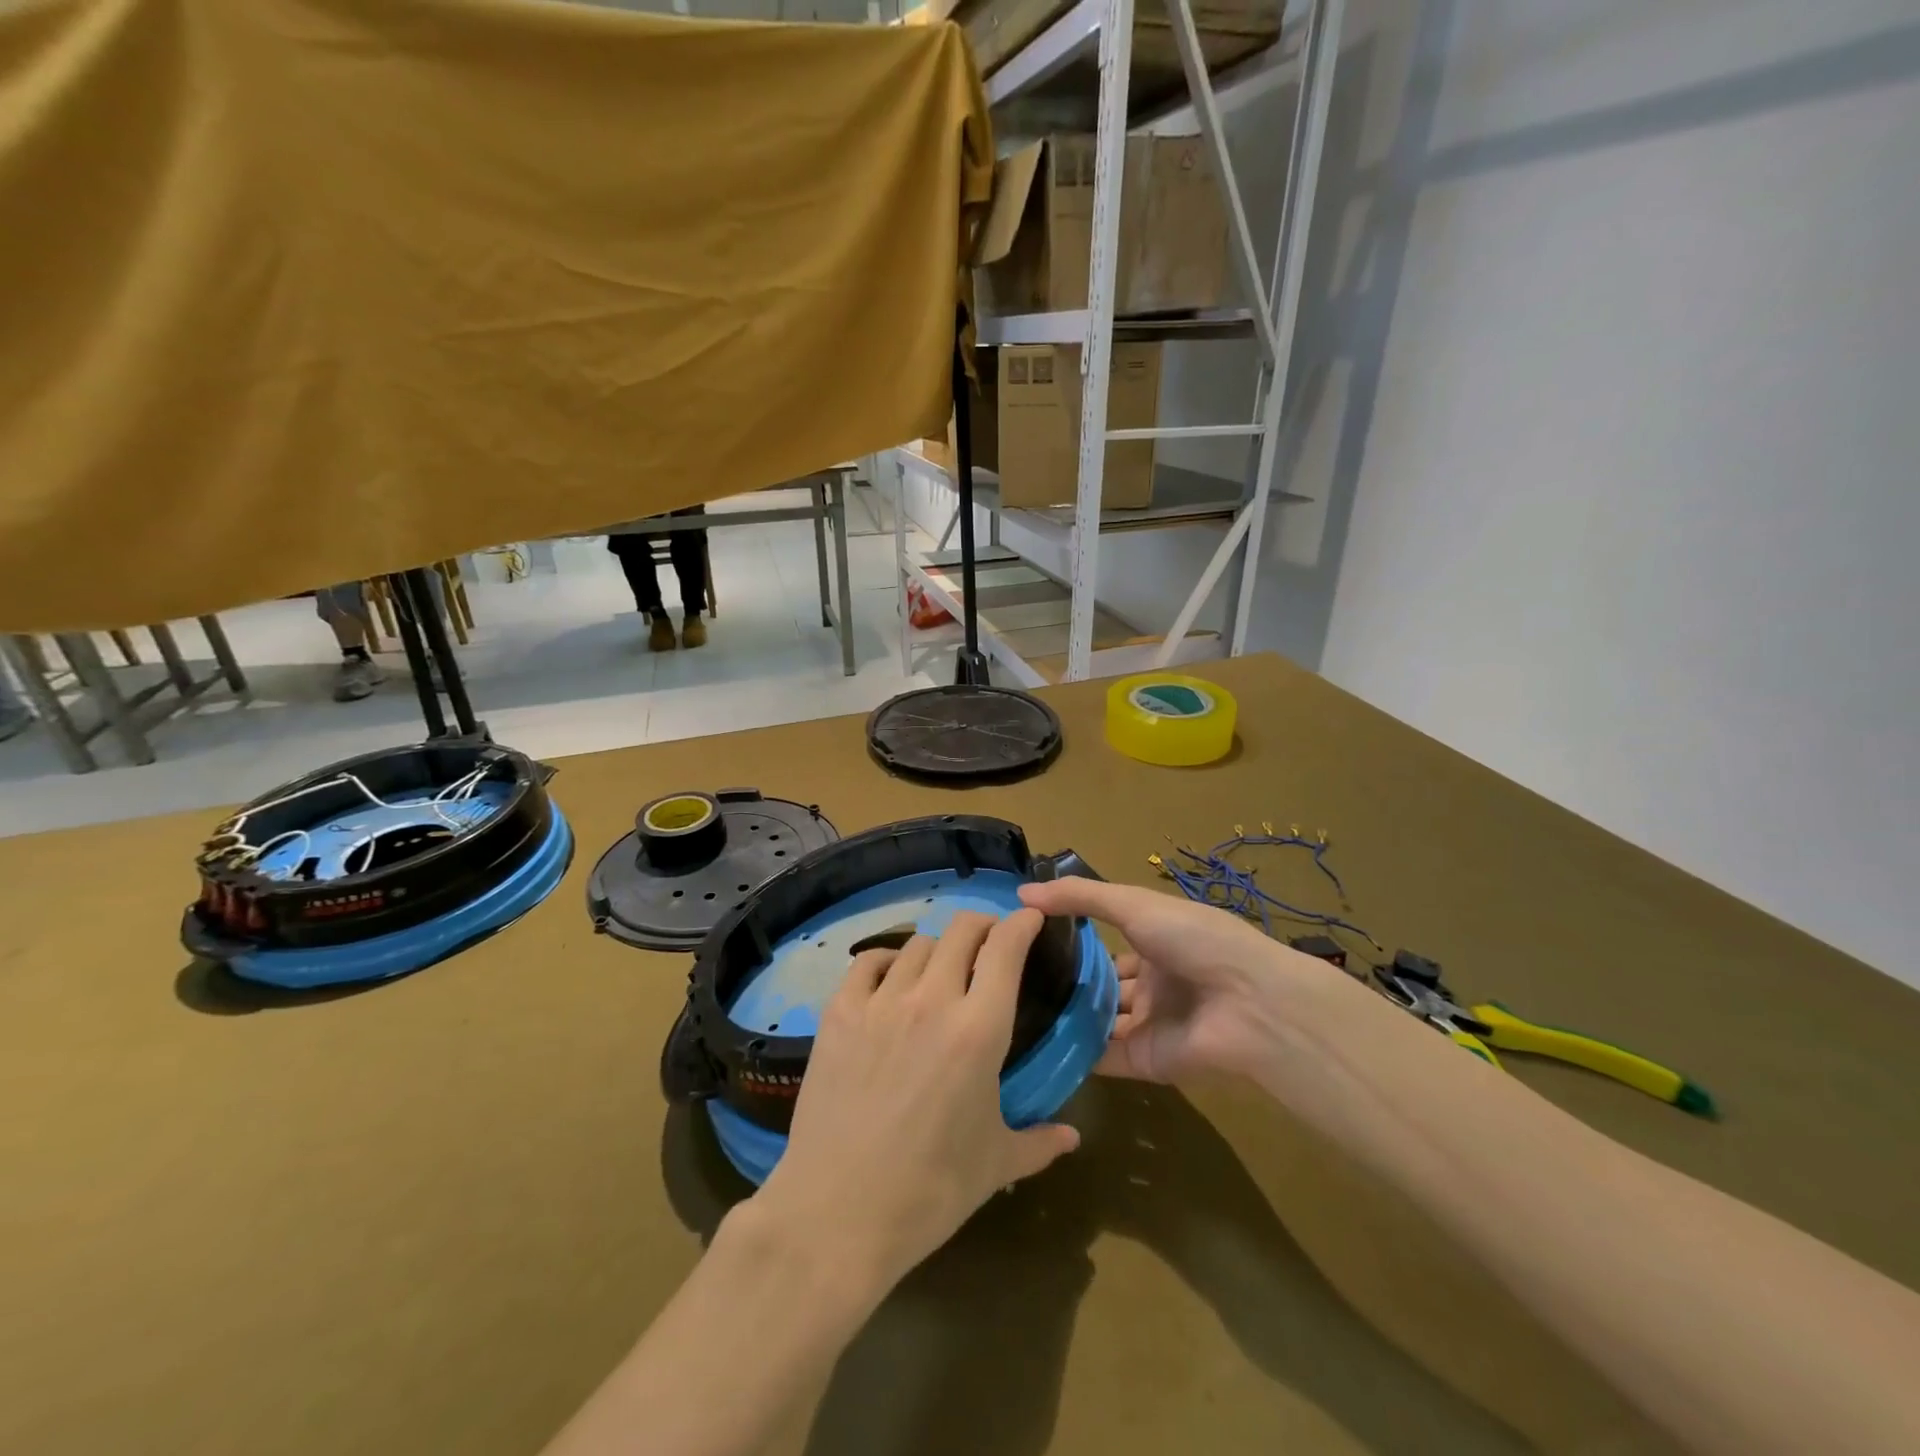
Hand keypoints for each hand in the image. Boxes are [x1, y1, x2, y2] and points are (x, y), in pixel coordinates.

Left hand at [749, 909, 1080, 1294]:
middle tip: (990, 943)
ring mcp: (881, 1002)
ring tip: (941, 970)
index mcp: (979, 1029)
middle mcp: (931, 1000)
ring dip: (939, 949)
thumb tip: (1073, 1137)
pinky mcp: (839, 1012)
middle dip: (983, 926)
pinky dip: (887, 961)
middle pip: (962, 930)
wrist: (836, 1213)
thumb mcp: (995, 1165)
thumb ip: (1039, 1142)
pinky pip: (868, 962)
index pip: (1005, 948)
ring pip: (917, 943)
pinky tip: (891, 980)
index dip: (1022, 924)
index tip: (1031, 920)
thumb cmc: (929, 1191)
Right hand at [1019, 877, 1342, 1083]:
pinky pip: (1102, 1056)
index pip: (1107, 942)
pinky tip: (1031, 1043)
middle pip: (1100, 984)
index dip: (1071, 939)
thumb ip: (1080, 897)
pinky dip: (1072, 1052)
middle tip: (1009, 978)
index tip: (1024, 937)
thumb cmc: (1195, 940)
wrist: (1250, 1005)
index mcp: (1156, 942)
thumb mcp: (1135, 905)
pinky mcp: (1145, 1061)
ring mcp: (1149, 1024)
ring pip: (1098, 1021)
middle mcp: (1152, 983)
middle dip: (1063, 981)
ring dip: (1064, 1016)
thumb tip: (1021, 893)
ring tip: (1010, 1010)